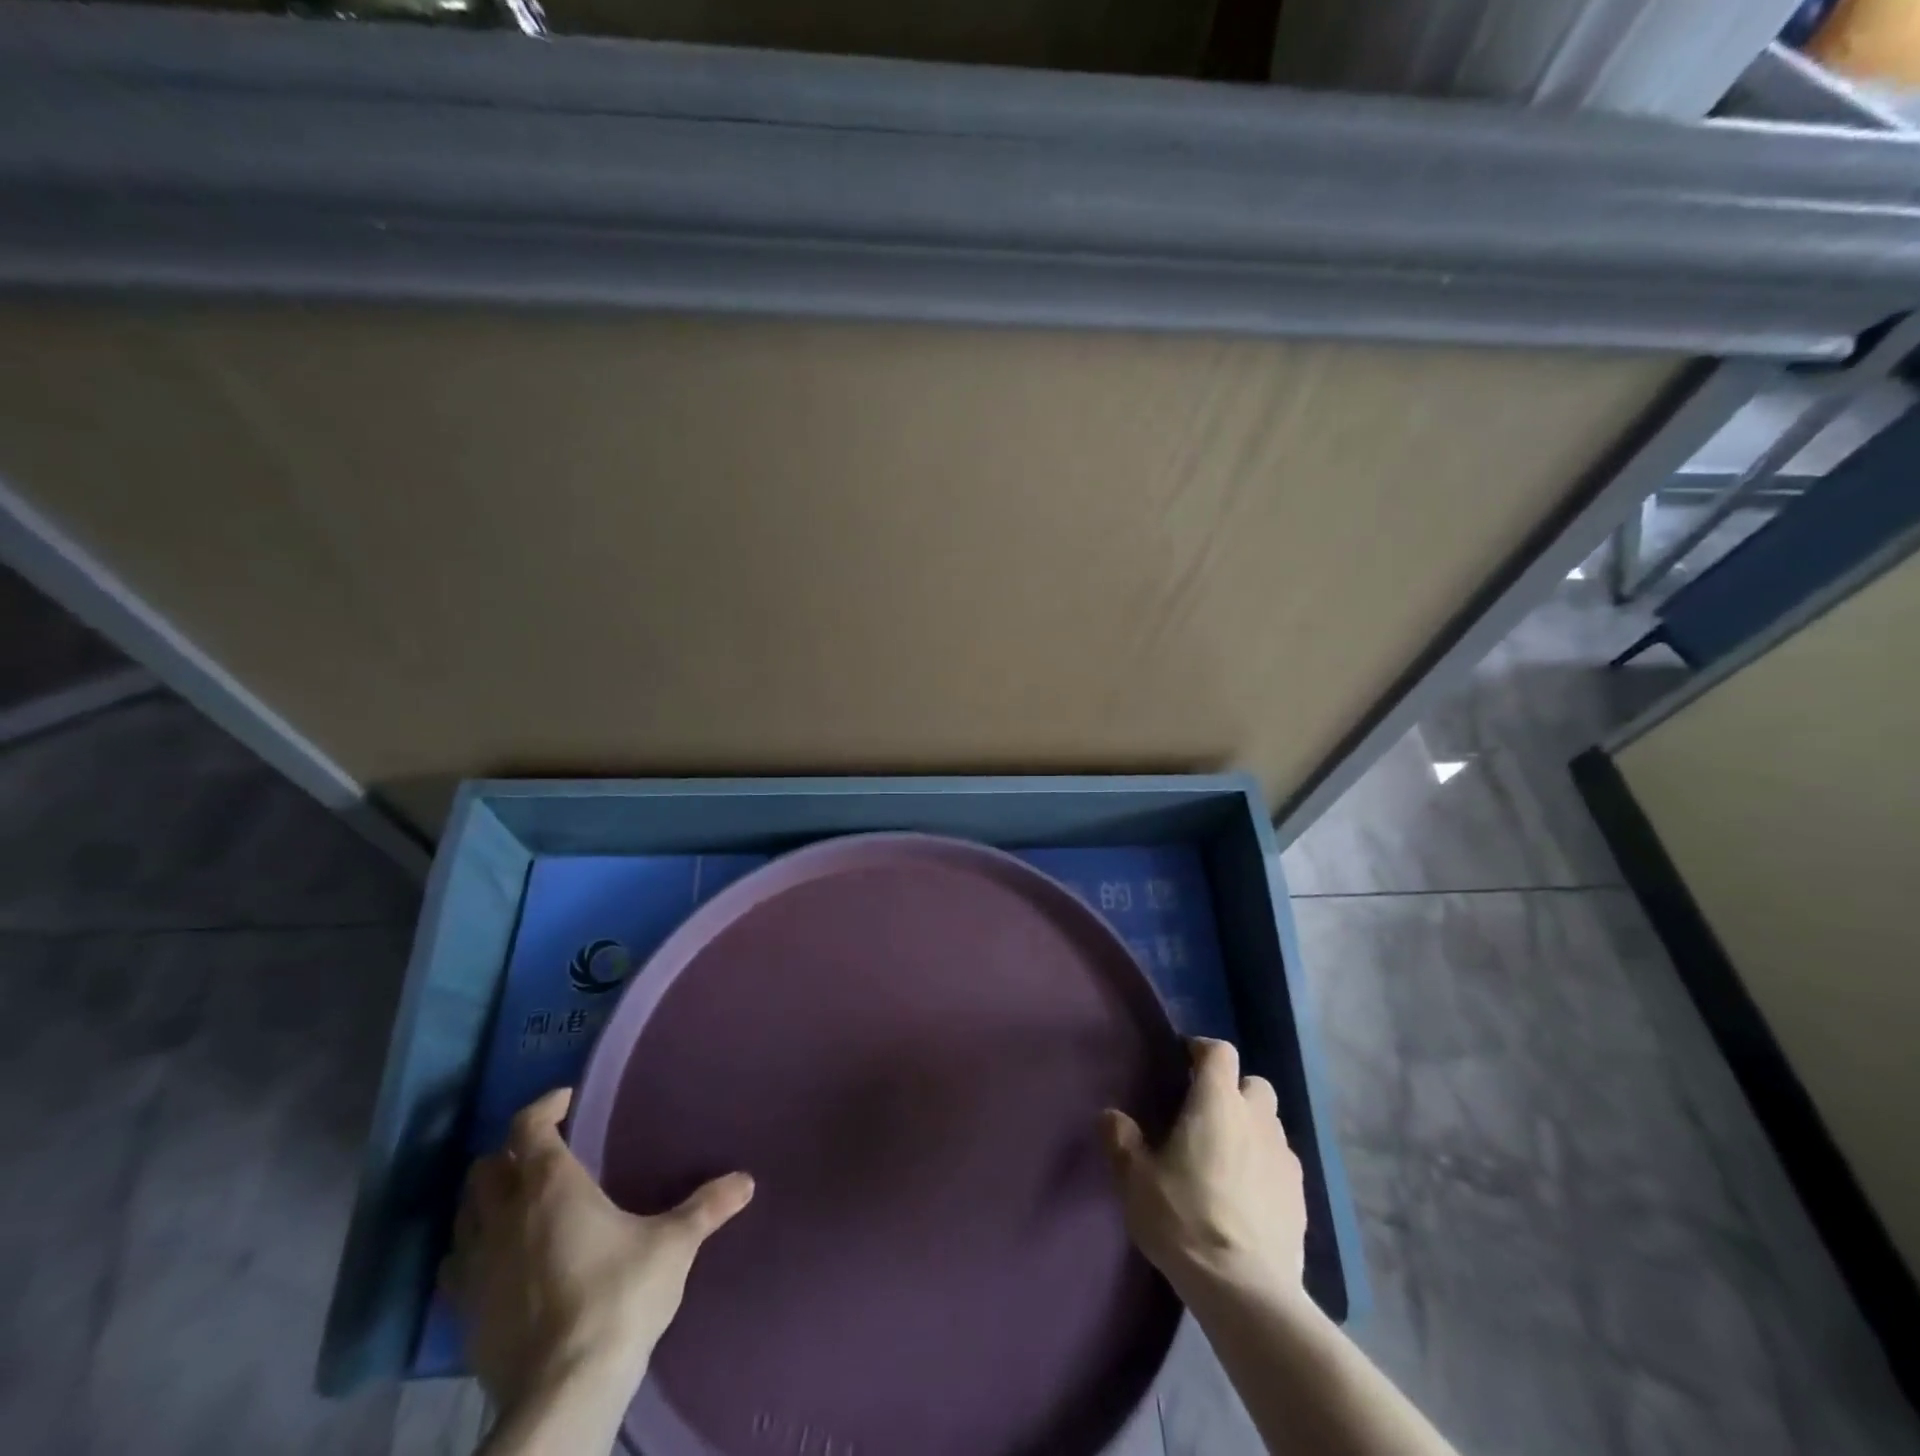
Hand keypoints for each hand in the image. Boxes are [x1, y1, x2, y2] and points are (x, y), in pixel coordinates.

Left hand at [440, 1087, 754, 1416]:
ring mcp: (476, 1267)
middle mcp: (504, 1216)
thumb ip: (707, 1207)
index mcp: (550, 1186)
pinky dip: (473, 1250)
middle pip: (487, 1167)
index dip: (544, 1106)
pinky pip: (457, 1266)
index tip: (567, 1100)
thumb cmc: (619, 1296)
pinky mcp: (463, 1315)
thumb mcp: (673, 1245)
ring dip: (487, 1201)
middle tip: (545, 1154)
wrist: (564, 1391)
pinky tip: (500, 1261)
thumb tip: (746, 1181)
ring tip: (520, 1204)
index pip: (528, 1127)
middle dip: (511, 1153)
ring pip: (464, 1214)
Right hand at [1102, 1037, 1306, 1300]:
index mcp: (1217, 1102)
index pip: (1219, 1051)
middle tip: (1206, 1114)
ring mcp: (1285, 1158)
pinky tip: (1247, 1194)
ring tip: (1227, 1156)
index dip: (1202, 1050)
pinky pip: (1282, 1163)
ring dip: (1251, 1128)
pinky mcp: (1301, 1197)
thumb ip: (1121, 1139)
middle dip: (1233, 1090)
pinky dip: (1265, 1165)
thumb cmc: (1183, 1218)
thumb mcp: (1135, 1179)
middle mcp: (1257, 1119)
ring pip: (1271, 1124)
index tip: (1183, 1062)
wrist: (1245, 1290)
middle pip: (1253, 1084)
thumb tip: (1112, 1115)